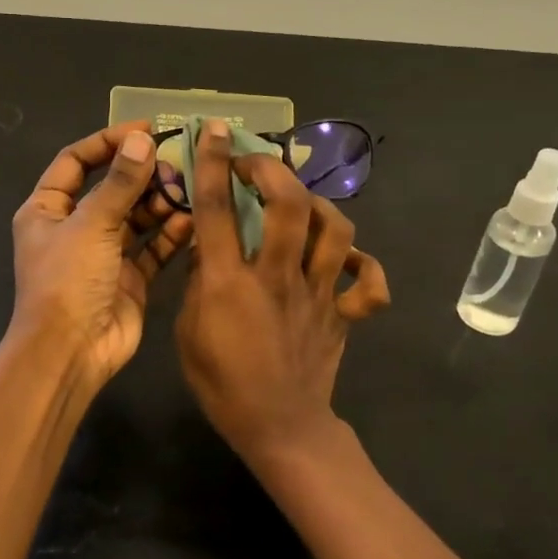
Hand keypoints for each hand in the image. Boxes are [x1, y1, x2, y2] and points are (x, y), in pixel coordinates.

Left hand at [11, 121, 194, 384]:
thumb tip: (141, 141)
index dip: (108, 142)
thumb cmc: (68, 280)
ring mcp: (103, 255)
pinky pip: (152, 249)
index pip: (76, 161)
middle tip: (178, 162)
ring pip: (136, 218)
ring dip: (160, 203)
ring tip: (189, 189)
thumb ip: (119, 182)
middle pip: (111, 188)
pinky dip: (170, 235)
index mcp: (47, 209)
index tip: (146, 131)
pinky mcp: (129, 279)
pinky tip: (192, 221)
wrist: (71, 352)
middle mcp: (74, 228)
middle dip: (143, 174)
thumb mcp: (91, 224)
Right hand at [176, 119, 390, 466]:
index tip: (216, 131)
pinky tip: (345, 258)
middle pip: (288, 204)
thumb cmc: (222, 383)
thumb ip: (197, 282)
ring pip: (336, 230)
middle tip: (255, 164)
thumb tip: (208, 244)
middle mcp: (278, 277)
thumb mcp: (187, 331)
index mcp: (229, 283)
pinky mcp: (343, 312)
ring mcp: (318, 293)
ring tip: (299, 204)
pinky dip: (365, 264)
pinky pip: (370, 282)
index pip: (218, 209)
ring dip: (318, 205)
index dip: (215, 163)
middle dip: (272, 170)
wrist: (279, 427)